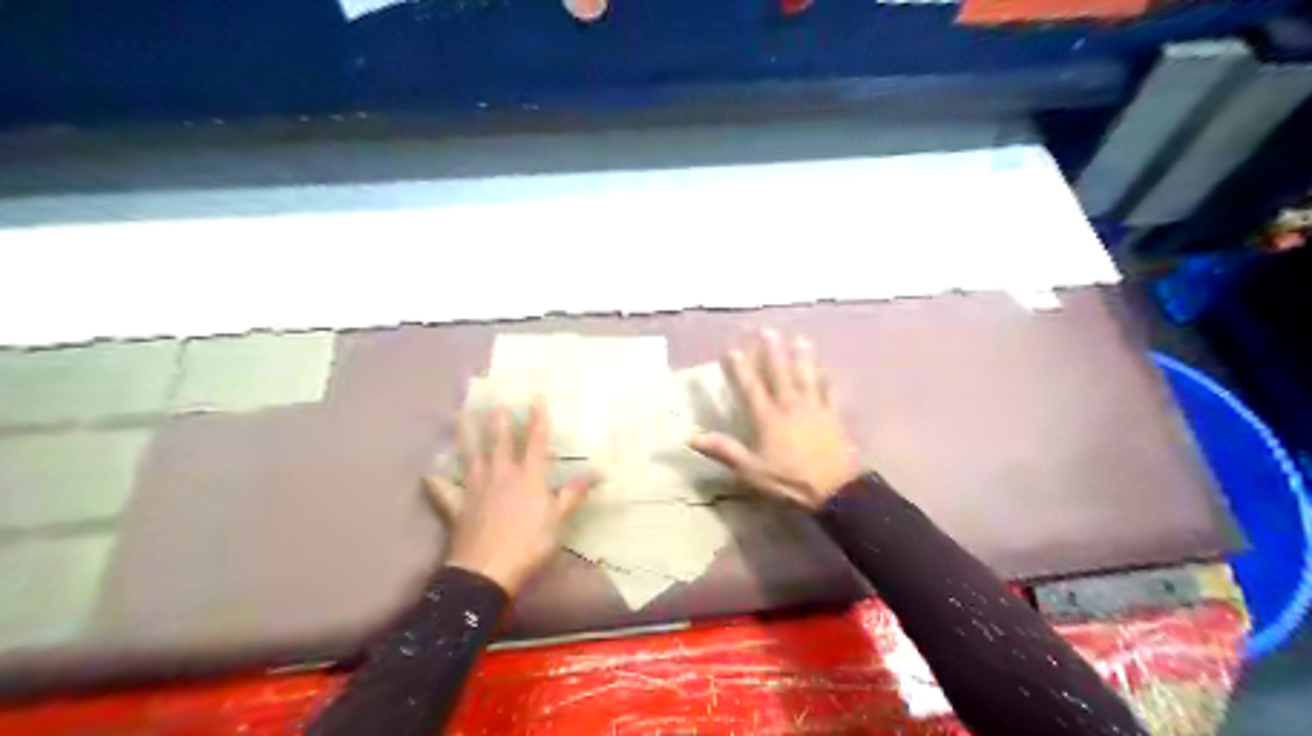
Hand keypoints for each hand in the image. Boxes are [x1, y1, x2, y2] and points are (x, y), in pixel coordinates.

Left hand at [423, 401, 591, 597]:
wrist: (487, 570)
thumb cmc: (530, 543)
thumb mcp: (559, 518)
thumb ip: (574, 492)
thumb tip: (599, 471)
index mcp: (529, 476)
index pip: (536, 441)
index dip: (538, 419)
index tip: (537, 398)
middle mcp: (501, 474)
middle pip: (500, 442)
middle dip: (500, 421)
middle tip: (497, 404)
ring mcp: (476, 488)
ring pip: (471, 455)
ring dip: (466, 435)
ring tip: (461, 415)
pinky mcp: (458, 506)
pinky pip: (445, 491)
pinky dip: (438, 483)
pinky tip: (429, 476)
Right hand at [691, 331, 867, 509]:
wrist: (834, 489)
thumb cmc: (788, 480)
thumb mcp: (751, 470)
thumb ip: (724, 451)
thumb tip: (692, 437)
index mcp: (767, 418)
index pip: (750, 388)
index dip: (740, 368)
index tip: (732, 349)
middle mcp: (790, 406)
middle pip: (779, 374)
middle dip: (772, 352)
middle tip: (767, 330)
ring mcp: (814, 409)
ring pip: (806, 377)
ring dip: (801, 357)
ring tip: (799, 339)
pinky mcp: (833, 417)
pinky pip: (828, 393)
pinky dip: (826, 380)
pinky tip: (825, 370)